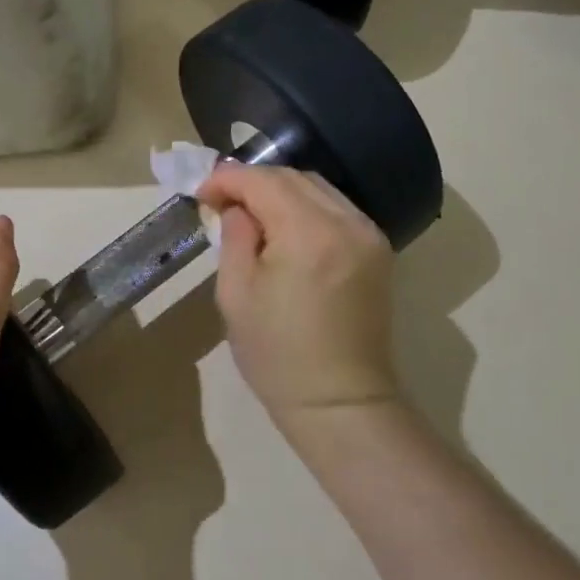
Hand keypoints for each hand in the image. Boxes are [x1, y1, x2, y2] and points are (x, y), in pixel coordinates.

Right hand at [196, 164, 398, 434]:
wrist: (340, 402)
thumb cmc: (276, 354)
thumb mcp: (236, 293)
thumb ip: (234, 236)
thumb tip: (234, 207)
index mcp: (309, 233)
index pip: (263, 181)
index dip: (227, 178)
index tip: (201, 192)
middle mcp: (347, 222)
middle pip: (294, 177)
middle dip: (253, 181)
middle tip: (220, 202)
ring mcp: (369, 235)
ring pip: (318, 188)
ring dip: (280, 191)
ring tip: (249, 213)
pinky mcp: (378, 250)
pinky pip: (336, 209)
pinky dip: (305, 207)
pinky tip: (283, 227)